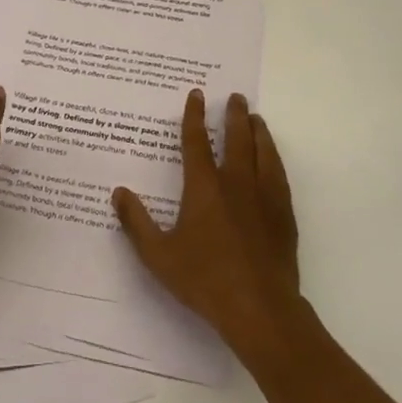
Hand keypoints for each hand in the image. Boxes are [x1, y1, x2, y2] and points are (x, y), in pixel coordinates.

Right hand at [114, 90, 300, 356]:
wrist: (259, 308)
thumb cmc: (205, 280)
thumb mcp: (158, 255)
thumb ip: (136, 222)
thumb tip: (119, 192)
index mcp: (204, 187)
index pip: (197, 142)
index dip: (194, 116)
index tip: (197, 94)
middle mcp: (236, 183)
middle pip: (237, 138)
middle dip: (235, 115)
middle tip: (236, 97)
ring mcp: (264, 197)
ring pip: (263, 152)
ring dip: (258, 132)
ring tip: (256, 119)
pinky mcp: (283, 214)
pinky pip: (279, 175)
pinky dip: (274, 158)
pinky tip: (273, 160)